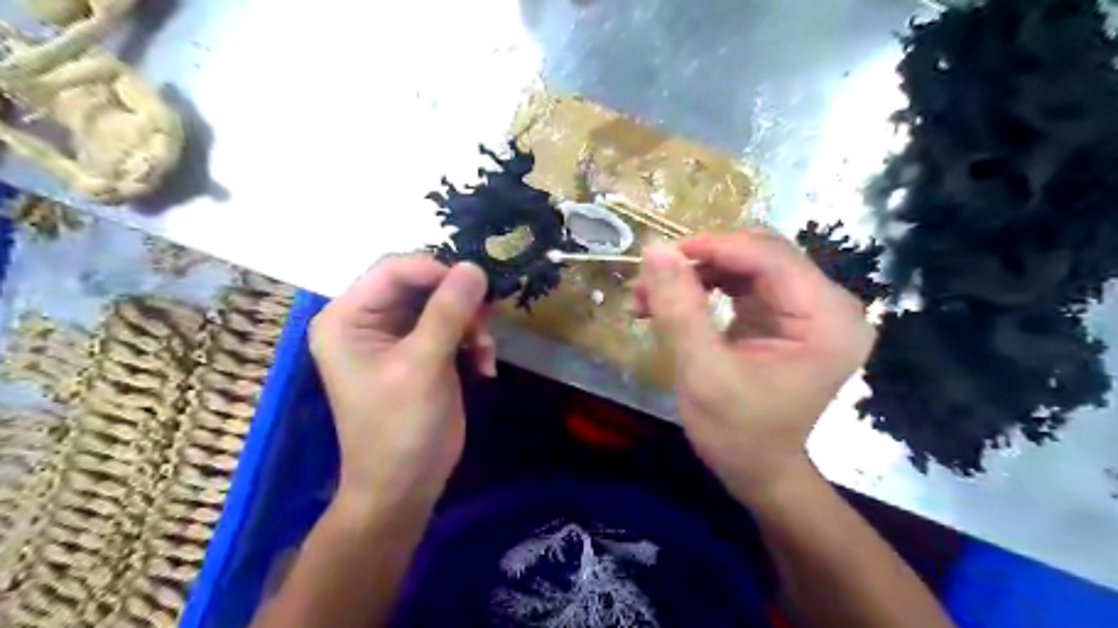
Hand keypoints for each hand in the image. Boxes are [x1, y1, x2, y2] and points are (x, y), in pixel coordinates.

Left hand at [310, 255, 491, 515]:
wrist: (405, 486)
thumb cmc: (400, 428)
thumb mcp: (423, 367)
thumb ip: (448, 313)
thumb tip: (474, 266)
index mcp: (347, 317)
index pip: (394, 269)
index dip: (437, 270)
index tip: (477, 287)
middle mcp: (367, 319)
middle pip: (421, 282)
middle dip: (458, 300)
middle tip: (486, 322)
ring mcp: (396, 335)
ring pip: (443, 302)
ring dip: (471, 322)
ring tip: (485, 350)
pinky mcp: (421, 350)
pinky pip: (452, 325)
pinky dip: (473, 340)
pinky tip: (484, 365)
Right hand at [632, 232, 876, 500]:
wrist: (760, 472)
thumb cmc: (738, 433)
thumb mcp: (703, 372)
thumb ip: (680, 309)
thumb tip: (654, 250)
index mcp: (828, 319)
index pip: (770, 257)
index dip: (714, 247)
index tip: (661, 256)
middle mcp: (829, 305)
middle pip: (760, 256)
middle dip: (701, 262)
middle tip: (651, 279)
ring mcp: (809, 309)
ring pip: (747, 266)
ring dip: (697, 274)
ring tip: (650, 294)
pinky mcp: (786, 316)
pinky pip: (743, 284)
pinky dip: (705, 287)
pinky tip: (671, 303)